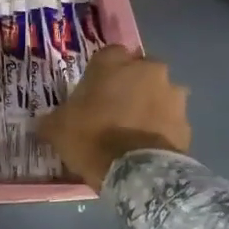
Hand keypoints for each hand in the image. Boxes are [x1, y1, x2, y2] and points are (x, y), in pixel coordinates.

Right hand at [36, 45, 190, 189]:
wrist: (138, 173)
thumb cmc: (92, 139)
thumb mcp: (58, 129)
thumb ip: (52, 120)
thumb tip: (42, 123)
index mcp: (114, 62)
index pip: (108, 55)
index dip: (100, 74)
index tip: (92, 93)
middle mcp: (148, 69)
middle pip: (138, 71)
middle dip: (129, 86)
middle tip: (114, 111)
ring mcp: (172, 93)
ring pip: (158, 93)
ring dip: (149, 105)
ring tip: (134, 131)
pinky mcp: (186, 120)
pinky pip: (170, 119)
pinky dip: (161, 128)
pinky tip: (148, 146)